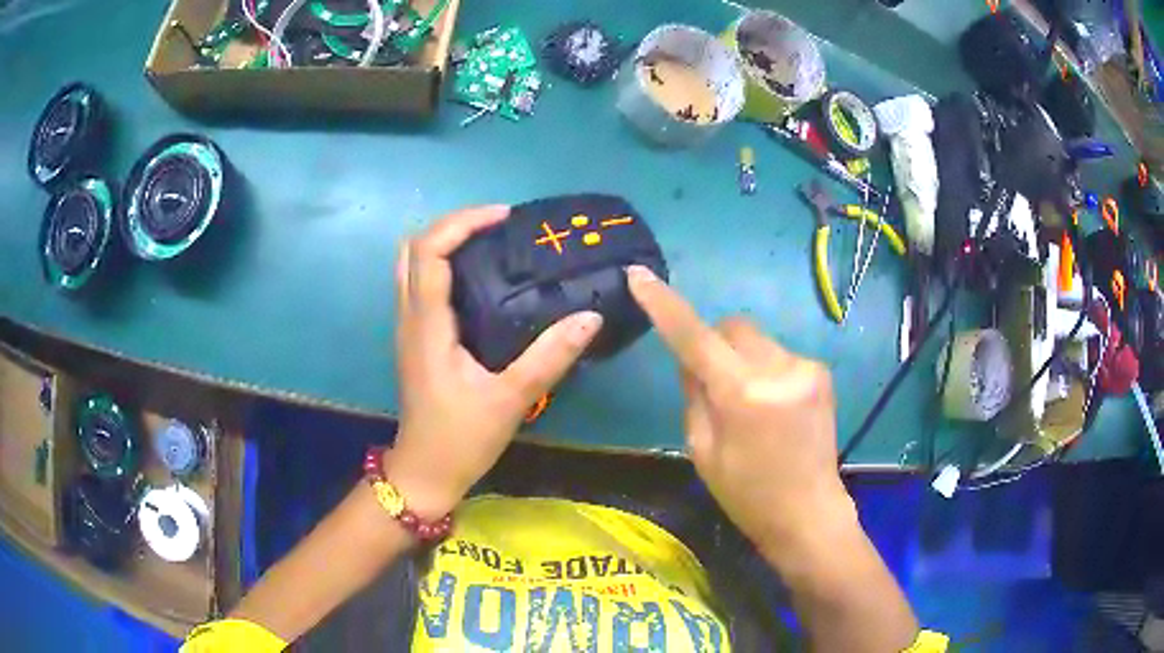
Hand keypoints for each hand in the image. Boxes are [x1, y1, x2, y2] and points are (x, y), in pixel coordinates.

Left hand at [387, 206, 603, 518]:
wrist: (424, 472)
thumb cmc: (461, 439)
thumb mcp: (510, 400)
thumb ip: (550, 357)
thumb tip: (590, 317)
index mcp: (428, 325)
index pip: (428, 251)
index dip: (462, 222)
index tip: (504, 217)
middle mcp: (410, 317)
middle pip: (411, 248)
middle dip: (452, 225)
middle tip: (496, 226)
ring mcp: (408, 328)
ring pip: (411, 265)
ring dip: (445, 243)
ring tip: (490, 245)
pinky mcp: (416, 339)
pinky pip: (420, 285)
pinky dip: (444, 266)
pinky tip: (481, 280)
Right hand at [626, 265, 853, 553]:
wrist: (808, 513)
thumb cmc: (746, 494)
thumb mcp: (701, 450)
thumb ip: (693, 393)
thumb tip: (690, 356)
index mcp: (741, 394)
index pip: (694, 337)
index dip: (664, 304)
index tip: (639, 276)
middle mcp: (777, 368)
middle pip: (731, 326)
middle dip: (714, 343)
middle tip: (711, 383)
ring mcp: (805, 366)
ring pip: (755, 340)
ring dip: (741, 359)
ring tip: (750, 405)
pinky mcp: (820, 371)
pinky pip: (777, 354)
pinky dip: (765, 370)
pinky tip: (774, 408)